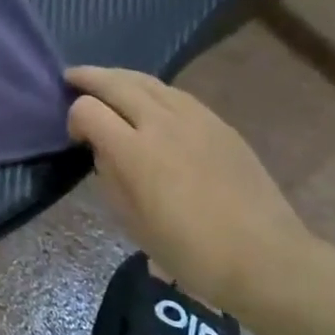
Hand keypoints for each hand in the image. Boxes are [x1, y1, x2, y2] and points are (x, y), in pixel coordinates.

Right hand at [66, 66, 315, 311]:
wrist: (263, 257)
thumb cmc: (188, 250)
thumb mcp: (130, 220)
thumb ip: (109, 175)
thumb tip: (104, 149)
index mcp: (134, 151)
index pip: (87, 110)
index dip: (74, 118)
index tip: (76, 138)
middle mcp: (161, 124)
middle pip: (116, 83)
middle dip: (89, 77)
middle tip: (71, 77)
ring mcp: (195, 119)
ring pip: (147, 81)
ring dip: (120, 77)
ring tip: (106, 81)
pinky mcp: (219, 123)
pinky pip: (175, 94)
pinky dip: (151, 90)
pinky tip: (148, 100)